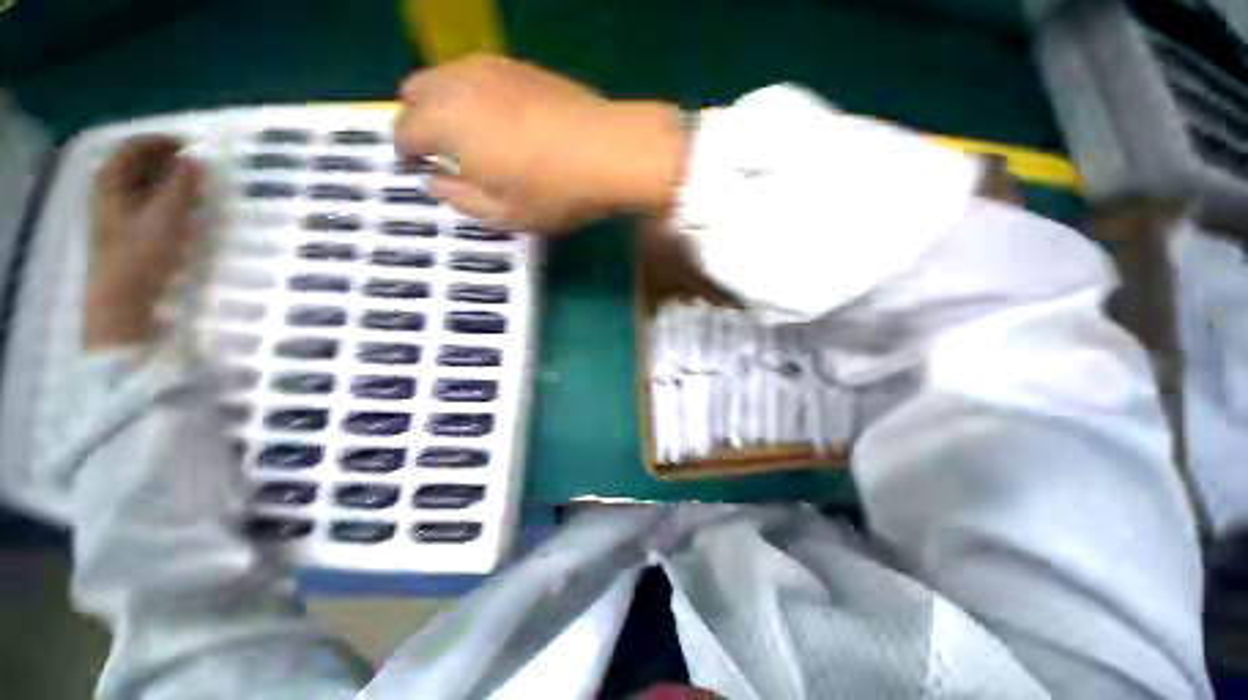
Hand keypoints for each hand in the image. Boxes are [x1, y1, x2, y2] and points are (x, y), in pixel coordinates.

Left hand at [86, 135, 202, 349]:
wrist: (121, 294)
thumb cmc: (142, 251)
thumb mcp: (167, 215)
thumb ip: (182, 185)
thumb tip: (195, 161)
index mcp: (110, 179)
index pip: (134, 145)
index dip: (161, 141)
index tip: (188, 146)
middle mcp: (105, 188)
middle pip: (133, 161)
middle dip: (162, 158)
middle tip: (191, 164)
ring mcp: (109, 209)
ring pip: (135, 181)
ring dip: (161, 177)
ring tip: (187, 183)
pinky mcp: (118, 227)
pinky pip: (137, 198)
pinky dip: (156, 193)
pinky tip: (172, 204)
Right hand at [395, 56, 687, 231]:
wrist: (608, 152)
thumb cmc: (554, 192)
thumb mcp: (503, 214)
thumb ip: (460, 199)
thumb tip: (434, 183)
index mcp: (445, 123)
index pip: (404, 131)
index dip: (405, 152)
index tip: (417, 168)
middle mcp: (458, 84)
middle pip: (415, 92)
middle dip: (417, 120)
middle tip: (439, 151)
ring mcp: (490, 67)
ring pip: (445, 76)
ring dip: (443, 103)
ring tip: (467, 134)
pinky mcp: (520, 65)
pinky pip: (477, 73)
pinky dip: (472, 92)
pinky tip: (497, 116)